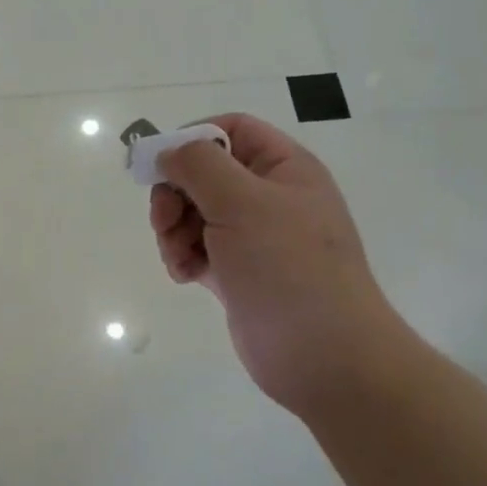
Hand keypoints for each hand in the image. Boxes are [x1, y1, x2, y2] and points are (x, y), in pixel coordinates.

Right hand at [149, 113, 403, 414]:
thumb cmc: (288, 267)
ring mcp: (254, 236)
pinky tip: (186, 276)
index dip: (193, 138)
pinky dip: (183, 256)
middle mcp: (270, 196)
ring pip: (194, 212)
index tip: (161, 164)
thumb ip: (198, 165)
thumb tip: (169, 152)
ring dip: (173, 230)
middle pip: (204, 173)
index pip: (231, 129)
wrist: (324, 356)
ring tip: (177, 257)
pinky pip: (197, 248)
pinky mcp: (239, 272)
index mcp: (284, 168)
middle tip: (163, 221)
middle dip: (175, 194)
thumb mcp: (242, 202)